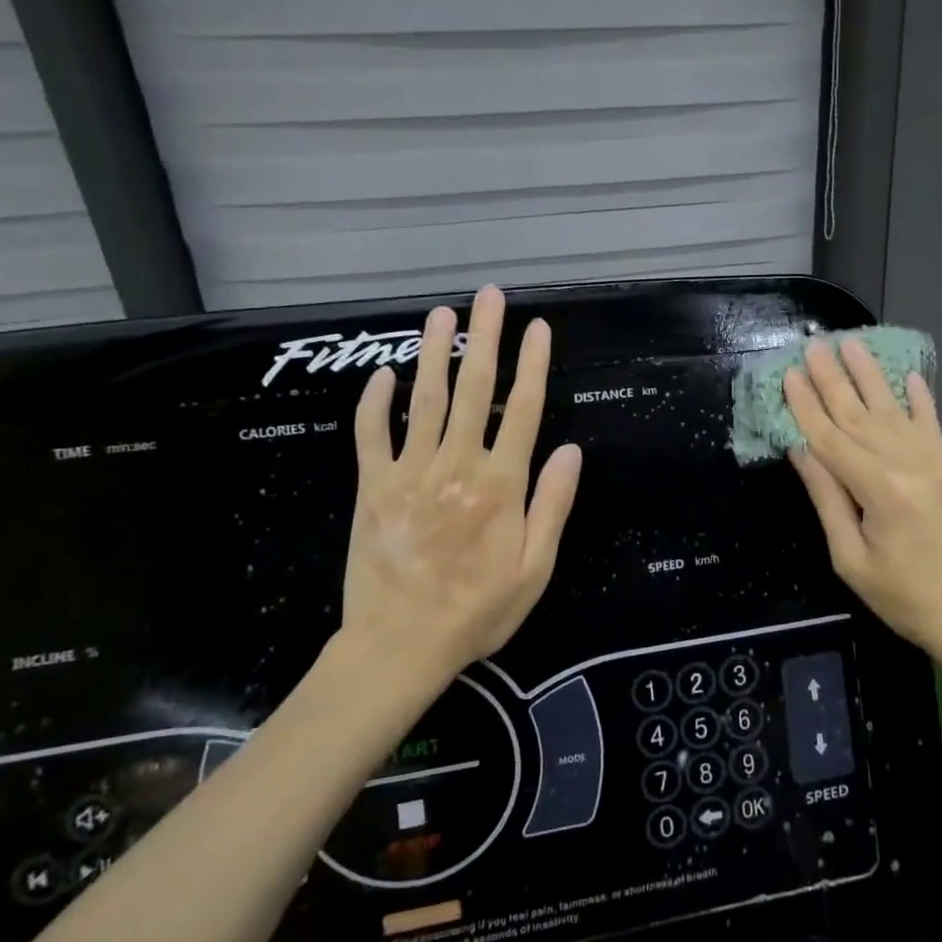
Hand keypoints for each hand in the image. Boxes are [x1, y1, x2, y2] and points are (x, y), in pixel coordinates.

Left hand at [338, 285, 582, 691]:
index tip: (538, 326)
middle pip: (473, 388)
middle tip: (488, 295)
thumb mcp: (535, 568)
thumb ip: (552, 505)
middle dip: (483, 337)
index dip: (533, 364)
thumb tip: (570, 450)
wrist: (400, 645)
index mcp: (500, 484)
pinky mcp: (372, 487)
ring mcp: (409, 472)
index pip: (521, 409)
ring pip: (424, 398)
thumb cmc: (477, 610)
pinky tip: (383, 373)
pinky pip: (371, 434)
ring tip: (441, 313)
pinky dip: (375, 401)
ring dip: (434, 352)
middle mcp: (457, 465)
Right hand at [783, 338, 941, 659]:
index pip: (831, 439)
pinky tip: (909, 375)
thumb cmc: (905, 599)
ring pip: (894, 411)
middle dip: (833, 379)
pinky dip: (920, 399)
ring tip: (852, 344)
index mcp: (880, 492)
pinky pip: (933, 425)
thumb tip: (801, 449)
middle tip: (814, 344)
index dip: (806, 406)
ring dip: (870, 376)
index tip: (789, 373)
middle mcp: (909, 466)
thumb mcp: (852, 560)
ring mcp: (938, 463)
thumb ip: (827, 499)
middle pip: (860, 415)